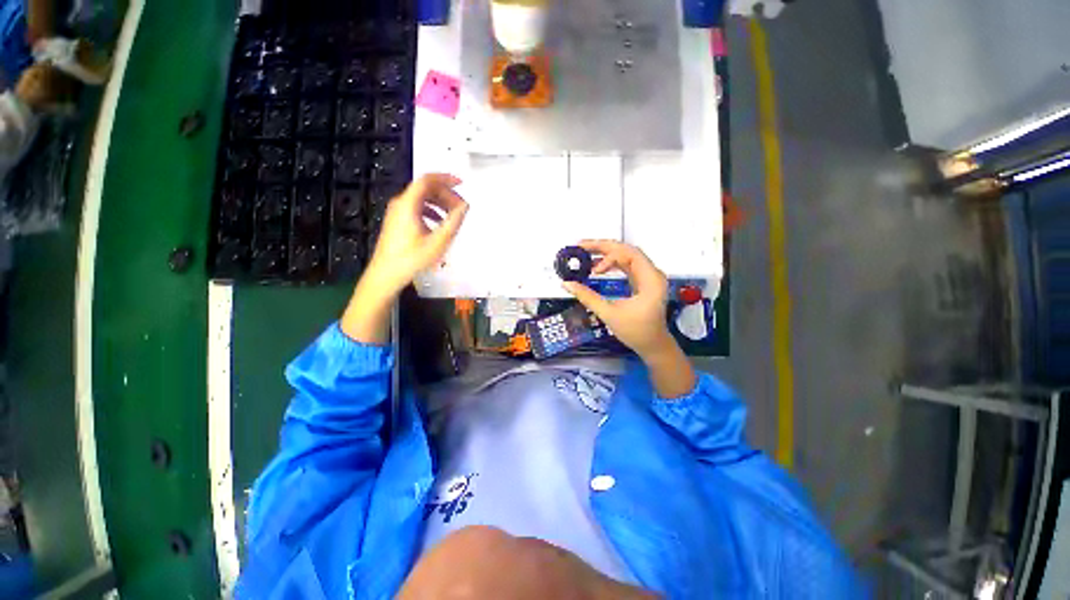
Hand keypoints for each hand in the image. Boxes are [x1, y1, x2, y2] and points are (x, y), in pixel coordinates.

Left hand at [342, 174, 467, 343]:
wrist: (386, 274)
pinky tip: (439, 223)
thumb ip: (453, 222)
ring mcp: (397, 212)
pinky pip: (417, 208)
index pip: (427, 180)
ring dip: (439, 203)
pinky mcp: (397, 221)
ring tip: (453, 215)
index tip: (462, 184)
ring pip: (421, 198)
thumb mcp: (438, 241)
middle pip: (425, 189)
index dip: (446, 178)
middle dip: (446, 194)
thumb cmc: (412, 258)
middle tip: (461, 207)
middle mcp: (400, 203)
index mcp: (408, 204)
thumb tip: (465, 207)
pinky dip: (431, 210)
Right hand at [563, 240, 694, 397]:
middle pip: (627, 251)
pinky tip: (598, 267)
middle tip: (581, 246)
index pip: (629, 254)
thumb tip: (567, 284)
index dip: (607, 253)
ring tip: (586, 255)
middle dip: (603, 247)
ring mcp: (648, 277)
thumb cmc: (636, 332)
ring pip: (626, 256)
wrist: (653, 346)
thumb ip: (587, 297)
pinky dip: (612, 264)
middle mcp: (652, 273)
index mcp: (650, 279)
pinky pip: (626, 266)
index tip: (589, 262)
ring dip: (606, 254)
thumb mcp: (609, 313)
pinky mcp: (643, 281)